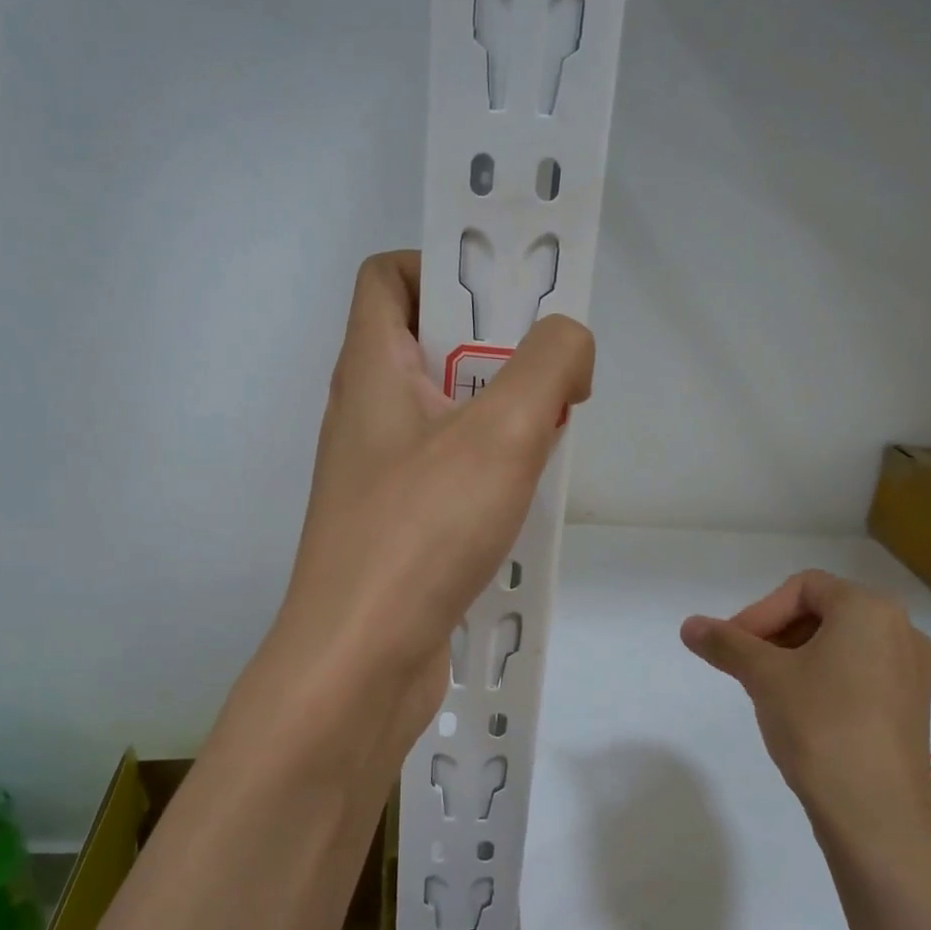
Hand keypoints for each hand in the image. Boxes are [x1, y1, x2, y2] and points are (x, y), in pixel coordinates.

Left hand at [269, 251, 593, 765]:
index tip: (507, 305)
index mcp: (369, 370)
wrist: (360, 662)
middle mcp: (364, 416)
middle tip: (549, 380)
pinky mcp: (395, 527)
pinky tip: (522, 500)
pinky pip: (446, 474)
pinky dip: (487, 472)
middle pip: (425, 346)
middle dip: (493, 350)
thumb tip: (569, 350)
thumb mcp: (504, 430)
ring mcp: (376, 477)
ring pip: (443, 416)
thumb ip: (550, 363)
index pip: (388, 276)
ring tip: (547, 440)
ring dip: (498, 417)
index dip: (444, 268)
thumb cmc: (423, 531)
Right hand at [681, 571, 930, 857]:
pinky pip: (860, 673)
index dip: (759, 611)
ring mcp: (912, 670)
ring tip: (768, 690)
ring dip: (796, 656)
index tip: (733, 647)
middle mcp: (901, 630)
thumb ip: (725, 643)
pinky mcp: (911, 706)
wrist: (876, 813)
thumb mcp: (763, 676)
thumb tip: (689, 625)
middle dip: (776, 633)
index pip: (803, 587)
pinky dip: (825, 678)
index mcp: (870, 609)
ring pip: (841, 644)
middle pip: (824, 612)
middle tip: (745, 666)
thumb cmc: (820, 725)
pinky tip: (802, 712)